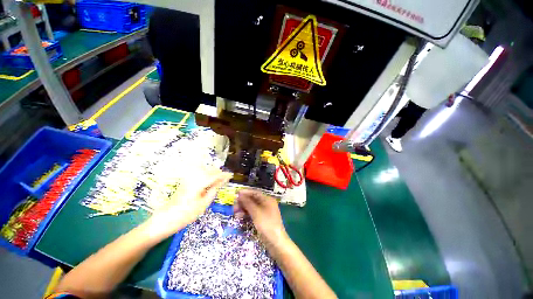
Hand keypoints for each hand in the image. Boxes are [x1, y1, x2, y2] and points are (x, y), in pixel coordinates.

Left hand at [143, 171, 232, 241]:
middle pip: (209, 170)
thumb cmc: (186, 214)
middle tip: (226, 177)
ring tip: (219, 177)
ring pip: (204, 170)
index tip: (231, 175)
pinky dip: (206, 173)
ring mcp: (188, 179)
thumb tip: (219, 183)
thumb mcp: (203, 205)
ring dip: (213, 172)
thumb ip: (213, 192)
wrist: (165, 219)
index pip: (215, 176)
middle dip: (219, 172)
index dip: (224, 175)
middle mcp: (193, 178)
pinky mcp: (185, 182)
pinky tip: (209, 178)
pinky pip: (199, 173)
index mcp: (199, 183)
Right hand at [234, 189, 286, 245]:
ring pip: (252, 207)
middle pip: (253, 200)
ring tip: (235, 214)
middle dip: (243, 202)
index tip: (236, 194)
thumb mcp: (256, 212)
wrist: (276, 243)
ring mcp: (264, 212)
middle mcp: (266, 204)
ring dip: (243, 209)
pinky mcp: (262, 219)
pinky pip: (253, 214)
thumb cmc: (267, 224)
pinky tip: (240, 218)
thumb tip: (240, 194)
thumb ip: (248, 202)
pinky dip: (246, 214)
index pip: (255, 193)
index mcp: (267, 199)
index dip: (245, 193)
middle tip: (234, 207)